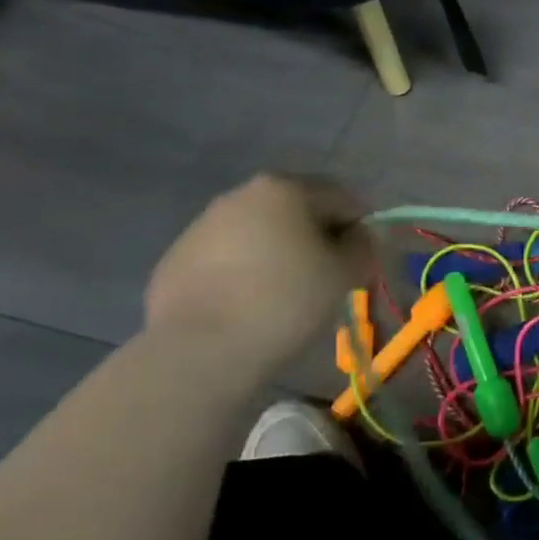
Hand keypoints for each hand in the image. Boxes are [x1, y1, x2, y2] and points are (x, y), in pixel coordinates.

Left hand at [144, 175, 373, 368]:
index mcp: (285, 189)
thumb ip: (362, 246)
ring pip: (260, 233)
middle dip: (316, 238)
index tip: (359, 264)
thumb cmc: (285, 302)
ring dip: (279, 254)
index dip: (359, 230)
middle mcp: (241, 195)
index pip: (342, 198)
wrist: (199, 351)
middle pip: (297, 210)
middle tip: (325, 279)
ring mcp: (202, 225)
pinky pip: (227, 257)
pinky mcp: (176, 259)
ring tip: (284, 296)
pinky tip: (247, 307)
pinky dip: (245, 272)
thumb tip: (356, 237)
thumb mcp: (346, 273)